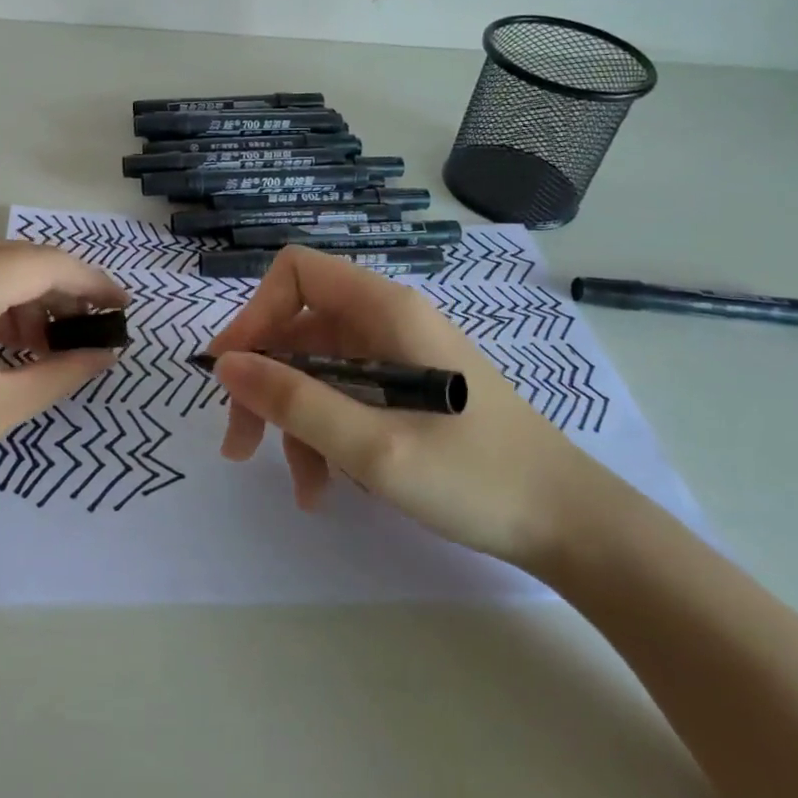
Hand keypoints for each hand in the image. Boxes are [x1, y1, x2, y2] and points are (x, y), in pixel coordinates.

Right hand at [205, 246, 597, 566]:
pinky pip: (347, 395)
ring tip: (305, 488)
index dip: (255, 315)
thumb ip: (295, 402)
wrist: (572, 524)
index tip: (233, 373)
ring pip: (319, 369)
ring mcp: (400, 356)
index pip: (296, 274)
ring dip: (296, 421)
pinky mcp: (408, 389)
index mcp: (385, 311)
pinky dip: (328, 433)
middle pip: (299, 328)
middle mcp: (388, 321)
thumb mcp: (373, 447)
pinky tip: (333, 486)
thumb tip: (224, 364)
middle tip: (242, 446)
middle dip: (266, 383)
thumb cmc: (477, 478)